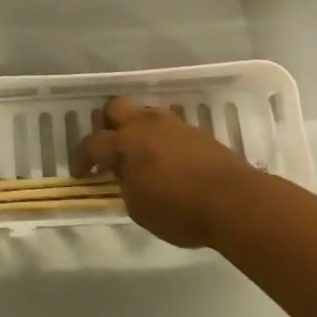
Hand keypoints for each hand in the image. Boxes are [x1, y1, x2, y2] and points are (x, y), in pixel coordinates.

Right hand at [73, 96, 266, 247]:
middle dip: (107, 124)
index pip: (93, 143)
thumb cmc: (180, 209)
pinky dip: (161, 139)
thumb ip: (126, 186)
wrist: (235, 201)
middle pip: (116, 107)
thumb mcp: (139, 208)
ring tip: (140, 153)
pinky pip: (169, 127)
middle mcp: (146, 125)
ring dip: (136, 128)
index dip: (82, 158)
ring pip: (145, 113)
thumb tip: (126, 176)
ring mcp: (174, 125)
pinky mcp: (197, 132)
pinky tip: (166, 160)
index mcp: (126, 142)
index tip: (81, 174)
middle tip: (109, 148)